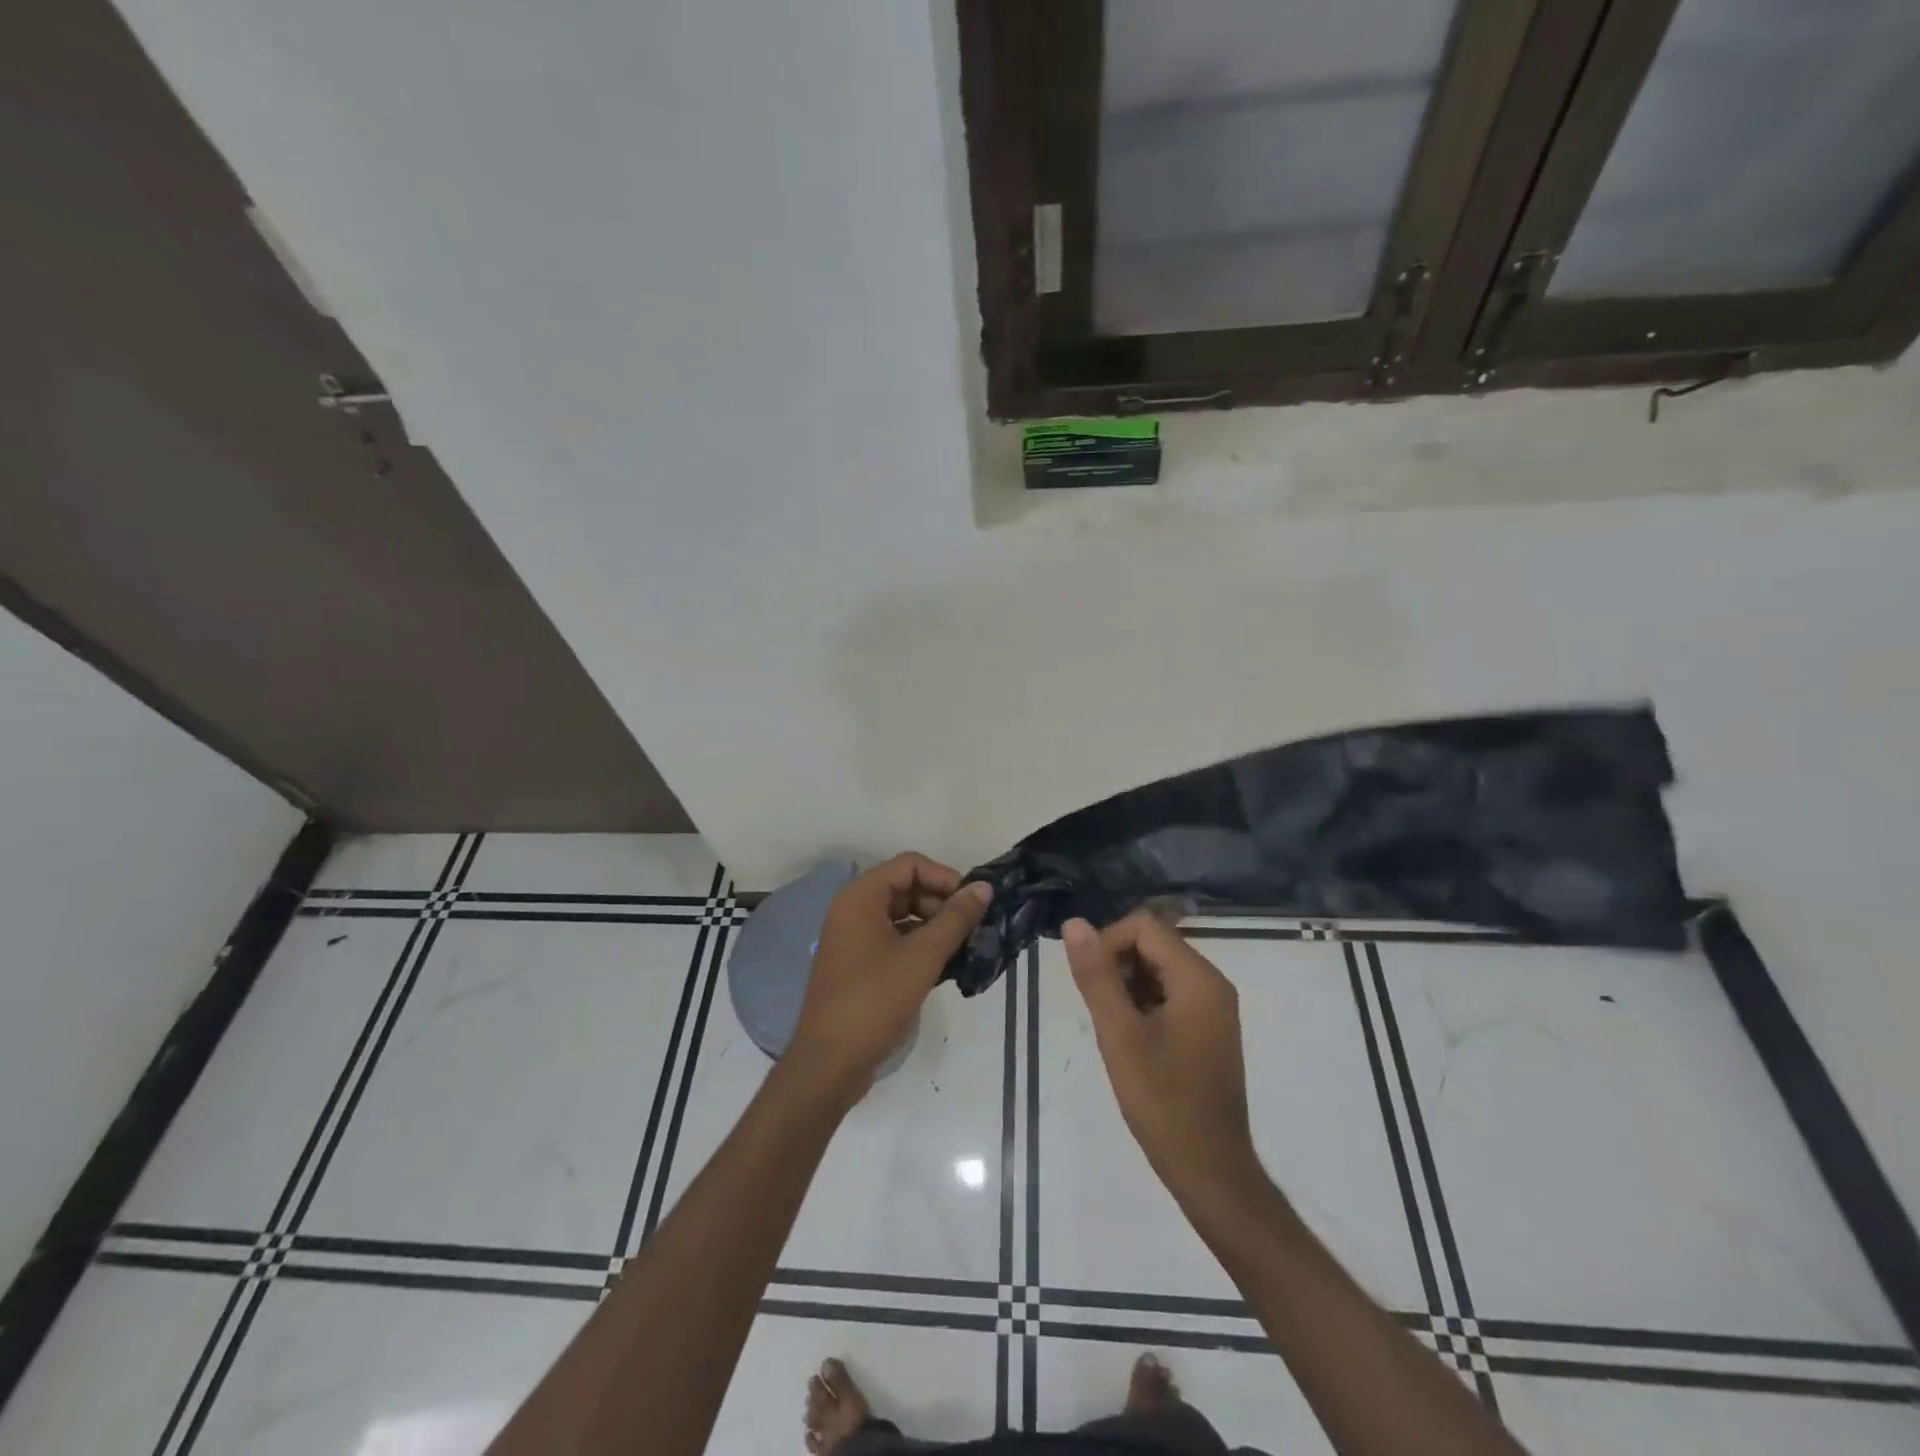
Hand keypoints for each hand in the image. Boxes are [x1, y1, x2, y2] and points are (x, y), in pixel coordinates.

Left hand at [788, 855, 991, 1102]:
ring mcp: (853, 939)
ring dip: (934, 926)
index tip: (973, 903)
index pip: (910, 865)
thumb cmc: (874, 1001)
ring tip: (964, 949)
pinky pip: (895, 940)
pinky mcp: (859, 965)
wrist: (829, 1064)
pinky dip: (920, 947)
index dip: (945, 878)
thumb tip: (984, 888)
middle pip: (906, 888)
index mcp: (860, 898)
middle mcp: (853, 910)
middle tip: (972, 929)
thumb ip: (955, 919)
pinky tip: (945, 968)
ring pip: (902, 916)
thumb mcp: (922, 957)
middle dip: (942, 903)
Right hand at [1063, 913, 1261, 1207]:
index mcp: (1198, 978)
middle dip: (1118, 966)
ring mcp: (1214, 1006)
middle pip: (1153, 944)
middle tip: (1101, 1011)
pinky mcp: (1209, 1026)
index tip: (1090, 984)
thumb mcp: (1119, 1034)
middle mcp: (1212, 983)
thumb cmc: (1162, 1101)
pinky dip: (1144, 1004)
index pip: (1143, 927)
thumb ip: (1096, 975)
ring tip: (1115, 1029)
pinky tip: (1132, 1039)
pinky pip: (1170, 993)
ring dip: (1128, 986)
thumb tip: (1074, 923)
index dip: (1108, 943)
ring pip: (1158, 968)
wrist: (1209, 1169)